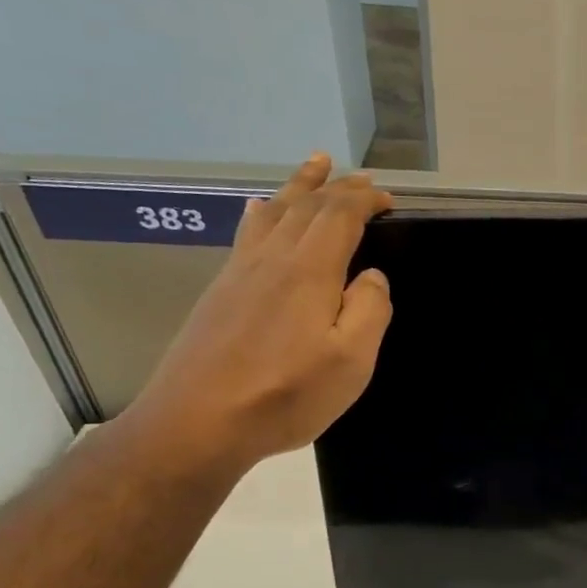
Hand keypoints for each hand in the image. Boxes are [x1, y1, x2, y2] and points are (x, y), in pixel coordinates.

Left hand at [119, 154, 393, 477]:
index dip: (364, 200)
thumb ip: (370, 311)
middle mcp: (273, 258)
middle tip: (359, 176)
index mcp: (310, 271)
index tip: (388, 198)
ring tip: (315, 166)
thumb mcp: (351, 362)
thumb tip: (372, 277)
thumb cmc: (286, 395)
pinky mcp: (220, 290)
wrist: (198, 422)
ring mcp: (241, 272)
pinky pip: (246, 233)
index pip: (340, 216)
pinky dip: (261, 212)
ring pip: (274, 212)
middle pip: (306, 206)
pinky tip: (258, 207)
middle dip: (336, 187)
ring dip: (299, 186)